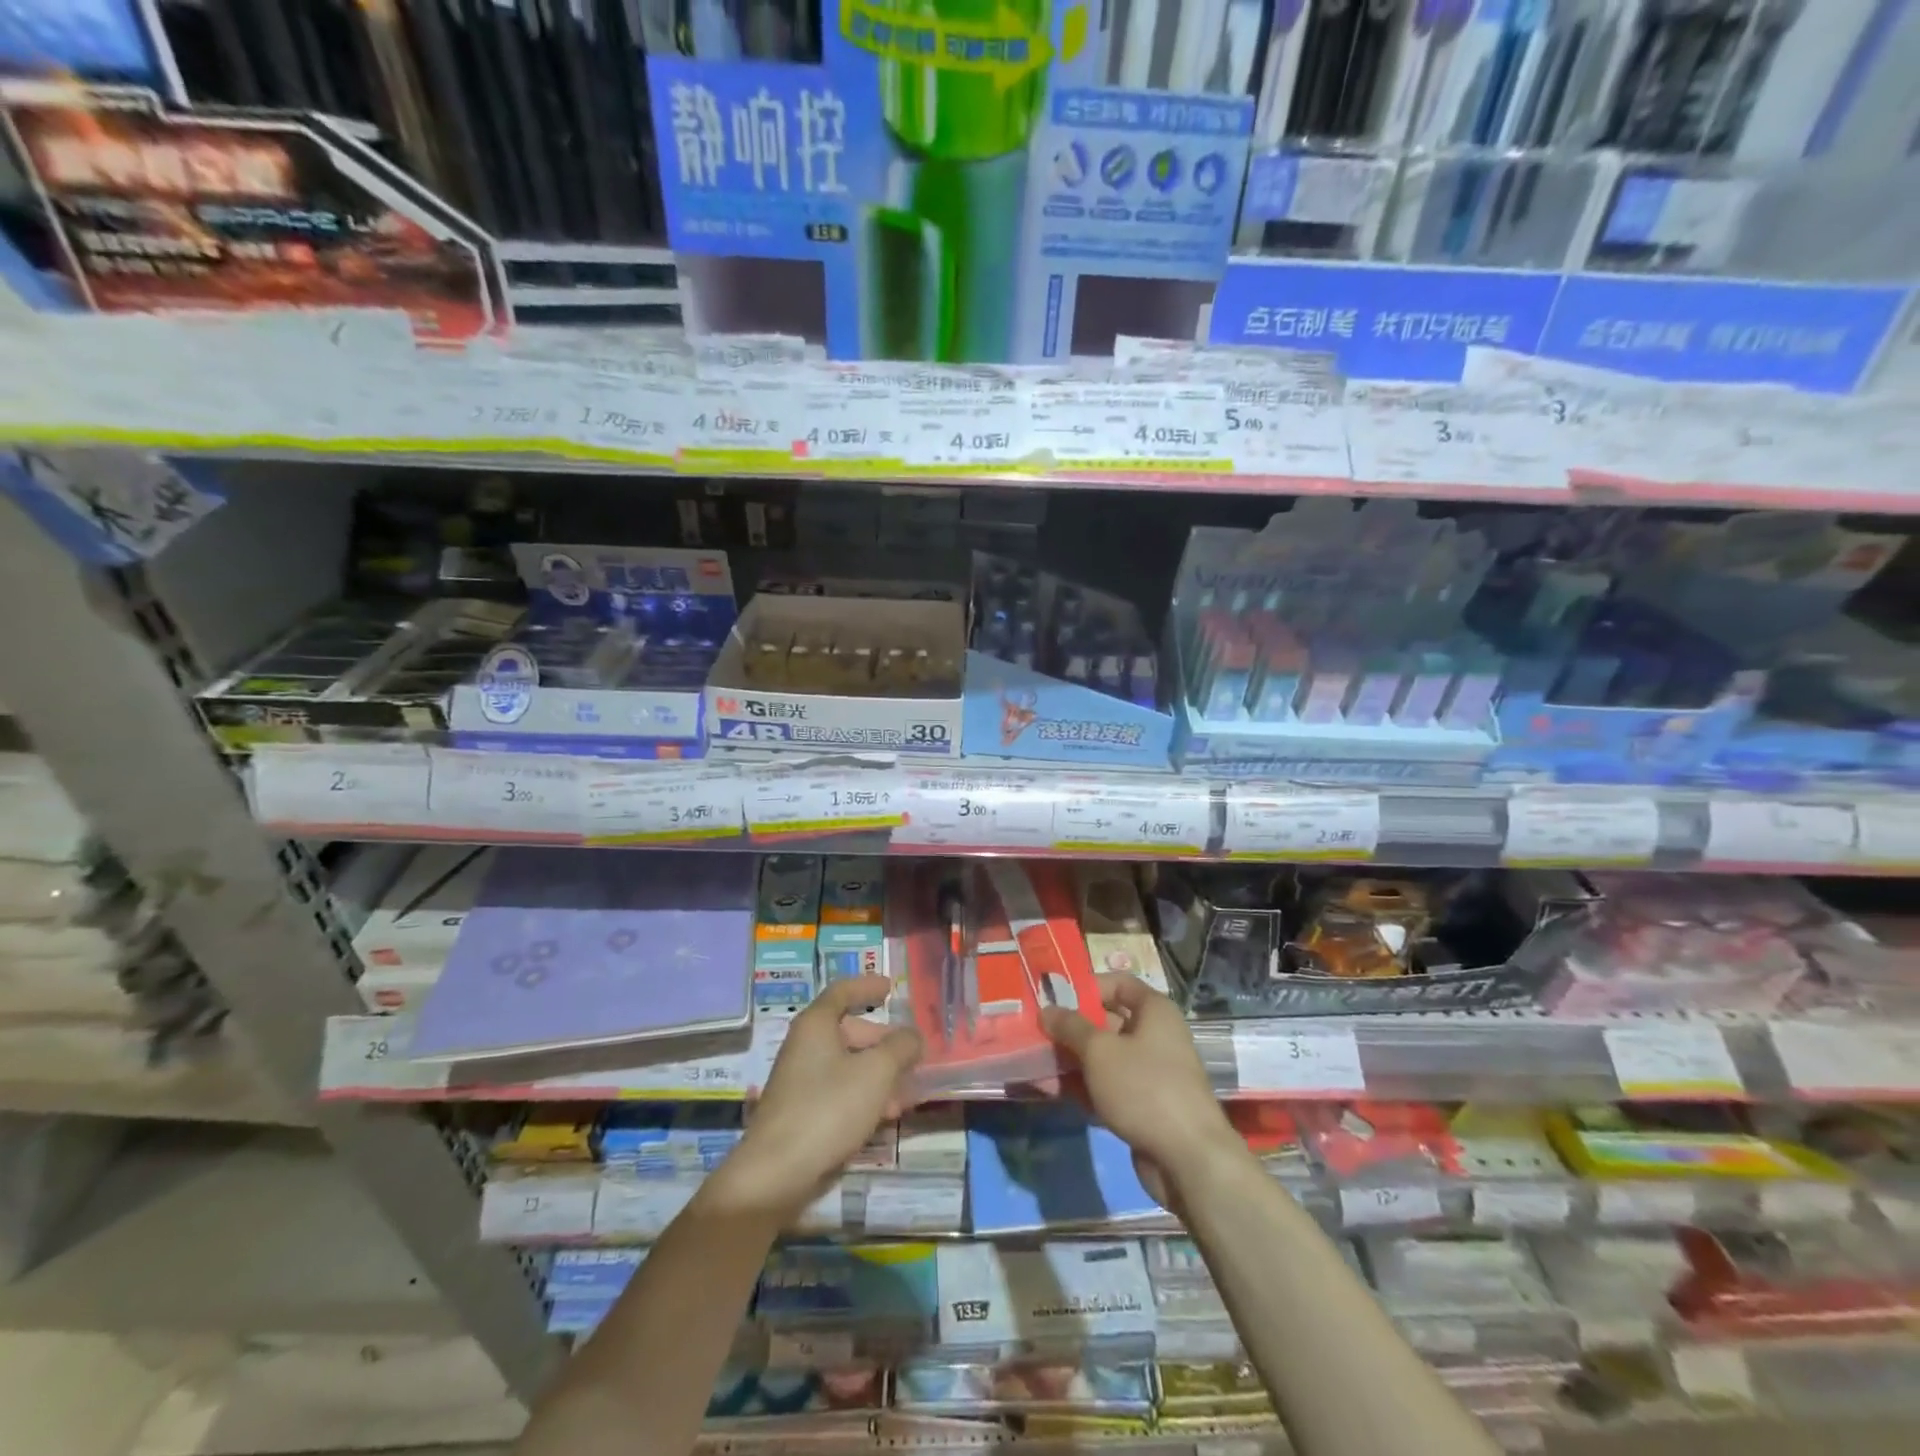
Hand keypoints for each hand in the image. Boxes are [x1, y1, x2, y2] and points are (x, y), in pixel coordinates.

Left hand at [712, 975, 921, 1221]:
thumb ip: (900, 1047)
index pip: (842, 991)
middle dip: (883, 1041)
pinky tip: (887, 1115)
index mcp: (816, 1025)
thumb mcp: (876, 1072)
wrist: (777, 1173)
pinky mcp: (803, 1113)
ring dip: (879, 1073)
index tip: (890, 987)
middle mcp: (805, 1046)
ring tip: (908, 1090)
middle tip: (911, 1053)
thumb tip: (913, 1036)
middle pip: (849, 1030)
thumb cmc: (828, 1108)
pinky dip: (865, 1095)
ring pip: (848, 1065)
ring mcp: (801, 1081)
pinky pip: (840, 1092)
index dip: (866, 986)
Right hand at [1041, 974, 1242, 1204]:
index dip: (1086, 987)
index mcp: (1154, 1011)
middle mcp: (1155, 1036)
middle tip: (1037, 1032)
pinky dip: (1084, 1087)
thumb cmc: (1144, 1088)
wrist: (1189, 1159)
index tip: (1054, 998)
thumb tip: (1047, 1010)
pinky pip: (1108, 1086)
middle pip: (1107, 1022)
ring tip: (1036, 1062)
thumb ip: (1071, 1027)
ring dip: (1073, 1060)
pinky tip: (1053, 1091)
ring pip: (1105, 1057)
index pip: (1117, 983)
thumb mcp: (1100, 1051)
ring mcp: (1150, 1073)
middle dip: (1072, 1028)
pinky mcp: (1144, 1105)